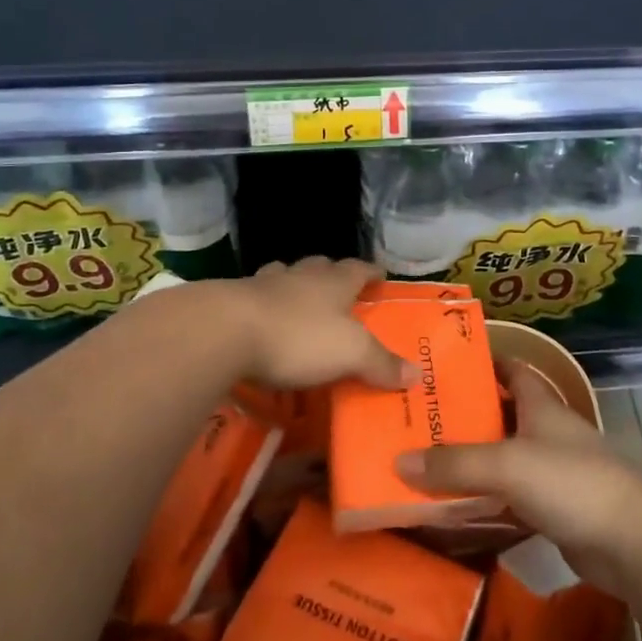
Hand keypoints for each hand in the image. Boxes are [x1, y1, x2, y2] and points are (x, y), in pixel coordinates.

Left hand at [229, 258, 412, 392]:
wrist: (224, 331)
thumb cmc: (298, 337)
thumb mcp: (350, 354)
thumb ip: (381, 363)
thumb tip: (417, 374)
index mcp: (333, 283)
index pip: (358, 269)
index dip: (370, 273)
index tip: (379, 275)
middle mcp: (299, 277)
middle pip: (319, 267)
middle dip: (330, 274)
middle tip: (338, 288)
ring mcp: (262, 286)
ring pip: (283, 276)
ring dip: (292, 285)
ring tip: (297, 301)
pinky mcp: (231, 303)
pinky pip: (253, 299)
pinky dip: (262, 307)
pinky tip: (260, 323)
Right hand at [394, 361, 641, 597]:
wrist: (631, 541)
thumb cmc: (571, 482)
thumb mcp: (507, 465)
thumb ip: (454, 463)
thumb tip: (399, 462)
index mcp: (542, 406)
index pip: (513, 370)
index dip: (485, 363)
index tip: (445, 365)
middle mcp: (547, 432)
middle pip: (502, 415)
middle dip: (466, 415)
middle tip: (419, 419)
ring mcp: (554, 472)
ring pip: (504, 459)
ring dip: (473, 461)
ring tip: (426, 462)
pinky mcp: (555, 510)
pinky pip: (511, 498)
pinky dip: (487, 501)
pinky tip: (456, 509)